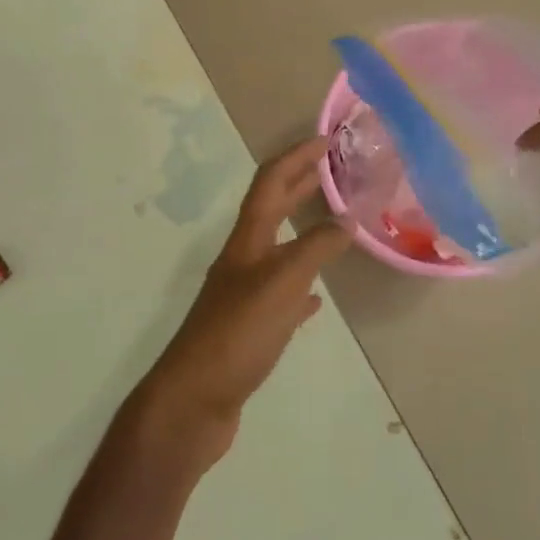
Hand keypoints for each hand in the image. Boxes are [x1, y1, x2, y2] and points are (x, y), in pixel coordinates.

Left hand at [133, 138, 351, 471]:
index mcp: (246, 241)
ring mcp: (243, 295)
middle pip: (272, 209)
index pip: (270, 183)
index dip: (296, 158)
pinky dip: (302, 287)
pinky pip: (282, 296)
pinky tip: (317, 297)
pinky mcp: (250, 328)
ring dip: (303, 231)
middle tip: (334, 170)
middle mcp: (242, 260)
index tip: (326, 140)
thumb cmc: (236, 335)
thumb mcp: (280, 284)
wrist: (193, 400)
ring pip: (278, 250)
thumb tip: (346, 221)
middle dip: (300, 185)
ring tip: (334, 224)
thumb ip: (314, 250)